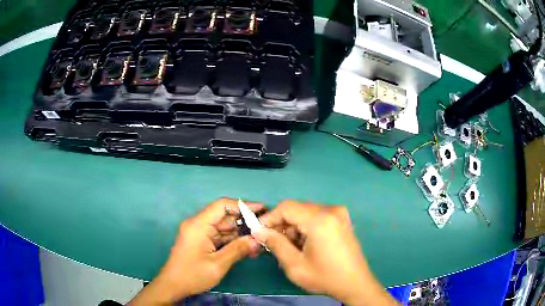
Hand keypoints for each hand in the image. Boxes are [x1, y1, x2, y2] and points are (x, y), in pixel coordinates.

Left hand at [128, 198, 262, 304]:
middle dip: (244, 223)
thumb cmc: (192, 275)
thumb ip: (238, 250)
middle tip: (263, 230)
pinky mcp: (201, 241)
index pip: (221, 205)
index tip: (261, 209)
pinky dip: (232, 241)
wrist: (173, 285)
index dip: (242, 205)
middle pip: (224, 216)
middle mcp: (198, 224)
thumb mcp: (217, 265)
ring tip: (258, 242)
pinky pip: (219, 236)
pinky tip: (246, 248)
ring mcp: (199, 233)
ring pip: (224, 227)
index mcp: (198, 225)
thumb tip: (257, 239)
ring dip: (240, 234)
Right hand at [254, 200, 397, 305]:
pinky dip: (306, 226)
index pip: (286, 207)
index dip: (270, 217)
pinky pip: (317, 216)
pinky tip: (305, 243)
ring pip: (306, 212)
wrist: (355, 283)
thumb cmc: (325, 277)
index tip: (260, 232)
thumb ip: (275, 244)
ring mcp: (339, 213)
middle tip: (273, 242)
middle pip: (297, 208)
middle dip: (282, 223)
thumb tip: (258, 231)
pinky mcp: (343, 219)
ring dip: (294, 225)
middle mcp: (331, 210)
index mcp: (320, 220)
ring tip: (290, 246)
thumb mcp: (295, 265)